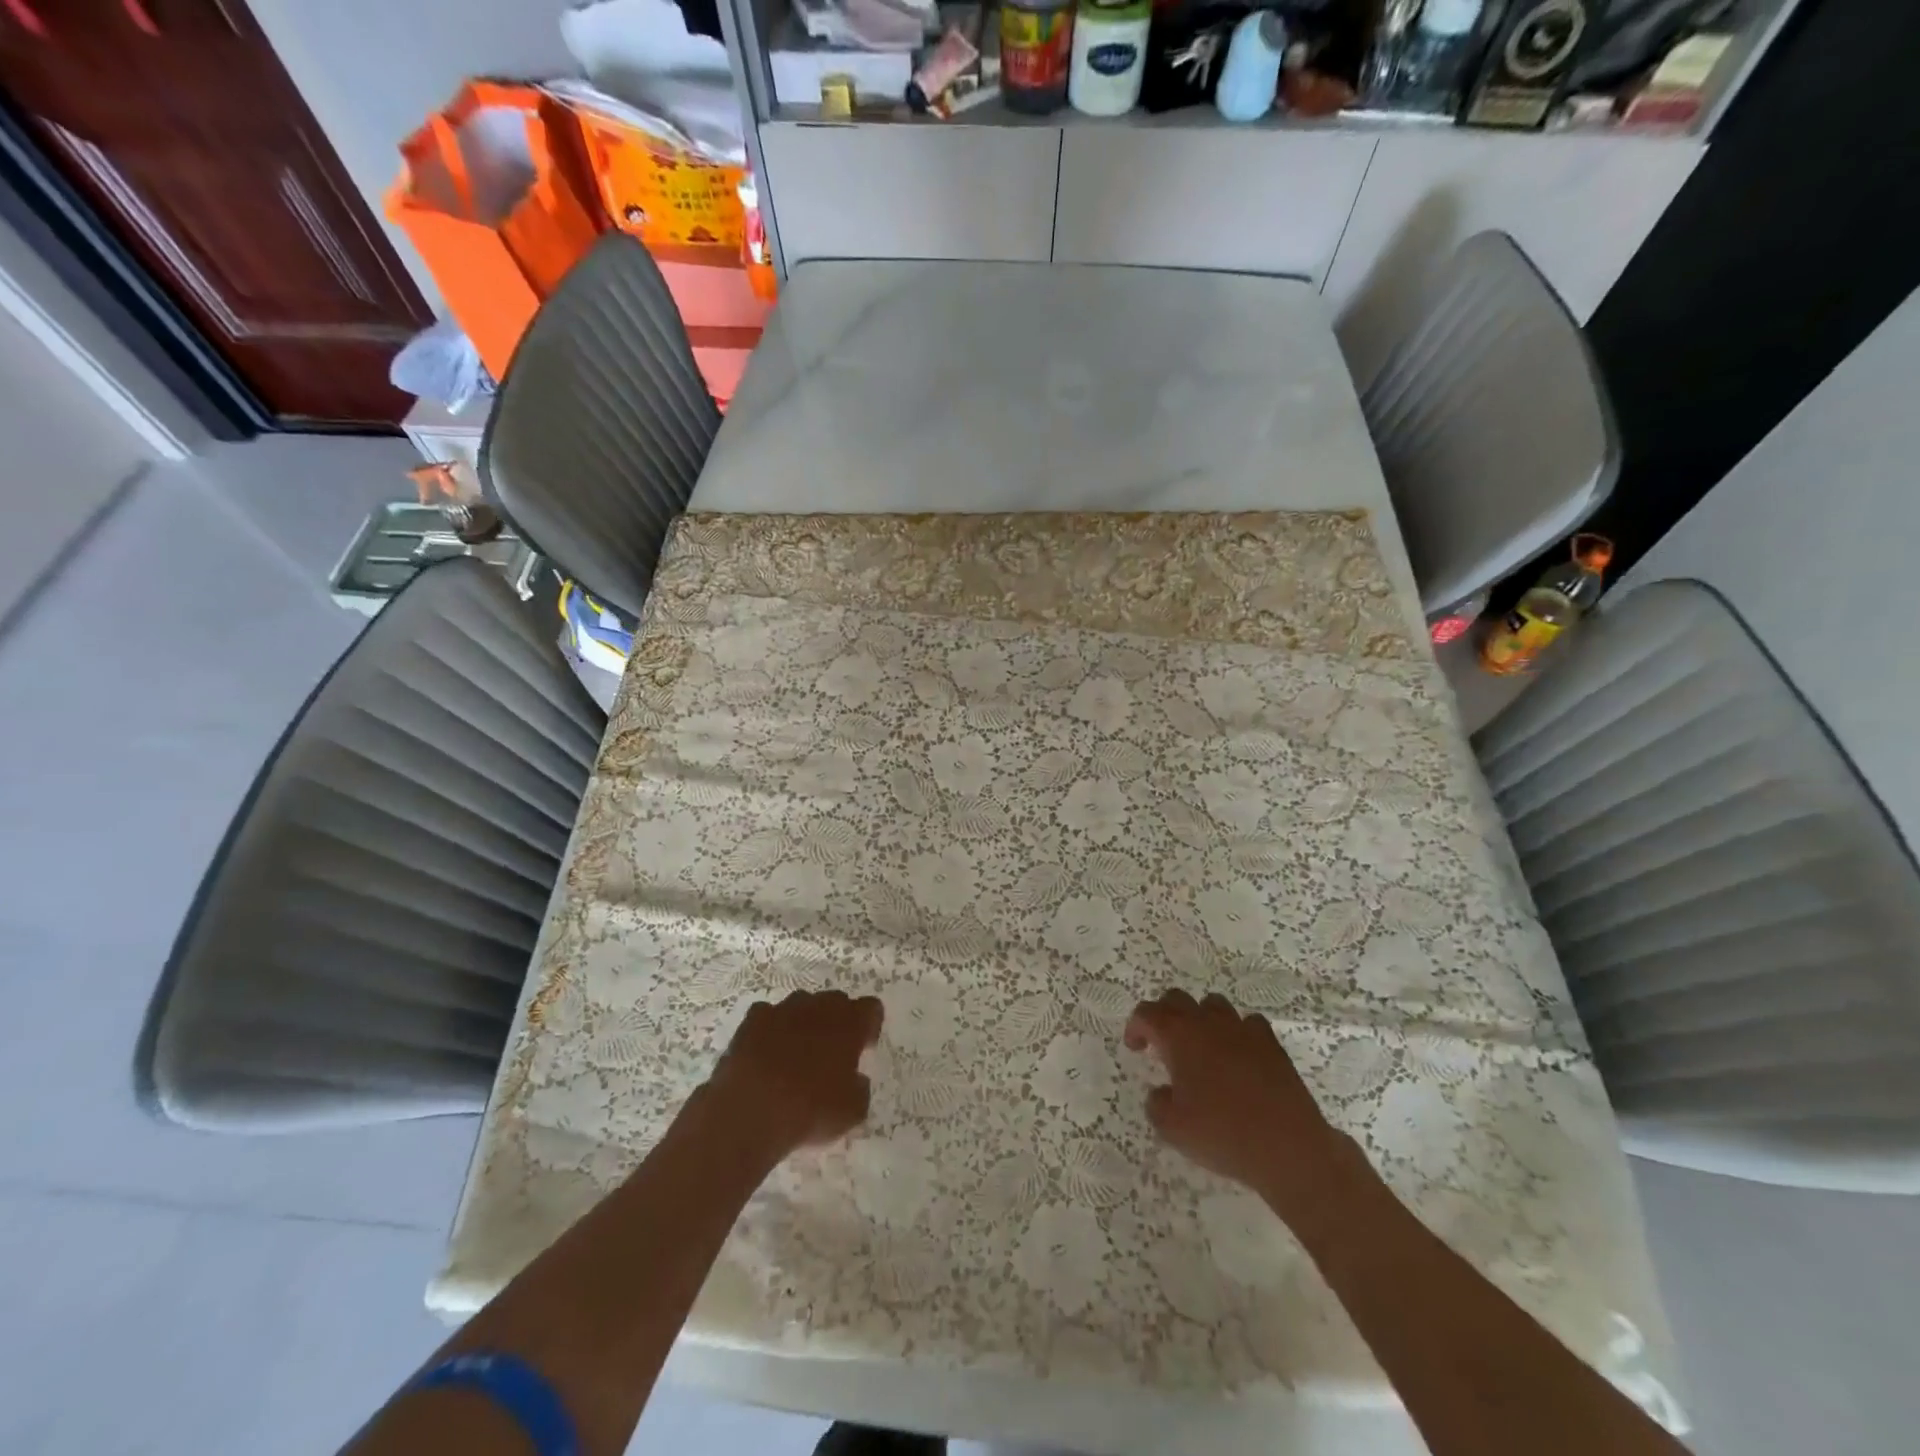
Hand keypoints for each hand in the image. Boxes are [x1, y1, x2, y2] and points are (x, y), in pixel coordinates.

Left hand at [706, 990, 883, 1156]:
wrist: (751, 1111)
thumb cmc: (811, 1110)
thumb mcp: (852, 1111)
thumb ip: (860, 1088)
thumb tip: (855, 1080)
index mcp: (851, 1023)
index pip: (871, 1008)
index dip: (869, 1027)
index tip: (863, 1048)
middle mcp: (820, 1006)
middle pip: (836, 1001)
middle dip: (837, 1022)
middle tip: (831, 1054)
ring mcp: (784, 1008)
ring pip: (802, 1005)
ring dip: (804, 1022)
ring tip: (795, 1055)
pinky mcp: (753, 1019)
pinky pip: (768, 1015)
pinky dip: (771, 1029)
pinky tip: (766, 1052)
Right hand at [1124, 990, 1343, 1201]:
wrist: (1288, 1147)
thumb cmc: (1222, 1134)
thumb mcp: (1172, 1128)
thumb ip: (1157, 1103)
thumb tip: (1162, 1092)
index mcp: (1179, 1036)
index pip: (1147, 1013)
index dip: (1136, 1026)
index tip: (1136, 1047)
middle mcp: (1208, 1023)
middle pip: (1177, 999)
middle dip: (1164, 1015)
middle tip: (1162, 1044)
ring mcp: (1242, 1029)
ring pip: (1213, 1004)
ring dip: (1200, 1018)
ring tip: (1200, 1046)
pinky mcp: (1270, 1044)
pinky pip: (1248, 1023)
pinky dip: (1237, 1032)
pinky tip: (1238, 1054)